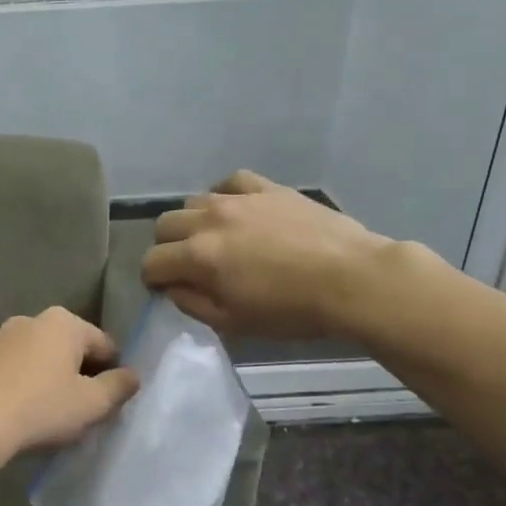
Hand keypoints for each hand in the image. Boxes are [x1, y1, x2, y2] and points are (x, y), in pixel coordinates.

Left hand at [0, 307, 139, 462]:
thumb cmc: (42, 409)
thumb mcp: (92, 403)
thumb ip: (119, 386)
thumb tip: (133, 375)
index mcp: (64, 322)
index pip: (105, 345)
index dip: (114, 373)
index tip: (110, 402)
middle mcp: (31, 319)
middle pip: (71, 348)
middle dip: (81, 374)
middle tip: (83, 410)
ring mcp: (1, 336)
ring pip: (41, 357)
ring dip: (51, 379)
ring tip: (52, 414)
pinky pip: (15, 368)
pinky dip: (25, 383)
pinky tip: (24, 411)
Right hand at [142, 170, 394, 339]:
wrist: (353, 279)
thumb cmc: (293, 311)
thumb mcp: (234, 322)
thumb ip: (192, 304)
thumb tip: (172, 288)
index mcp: (199, 257)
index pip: (152, 262)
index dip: (153, 279)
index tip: (166, 289)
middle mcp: (210, 220)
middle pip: (164, 226)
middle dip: (167, 248)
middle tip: (188, 266)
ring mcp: (238, 199)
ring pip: (193, 202)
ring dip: (193, 223)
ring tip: (215, 239)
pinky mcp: (267, 188)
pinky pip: (230, 183)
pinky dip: (224, 196)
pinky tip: (236, 211)